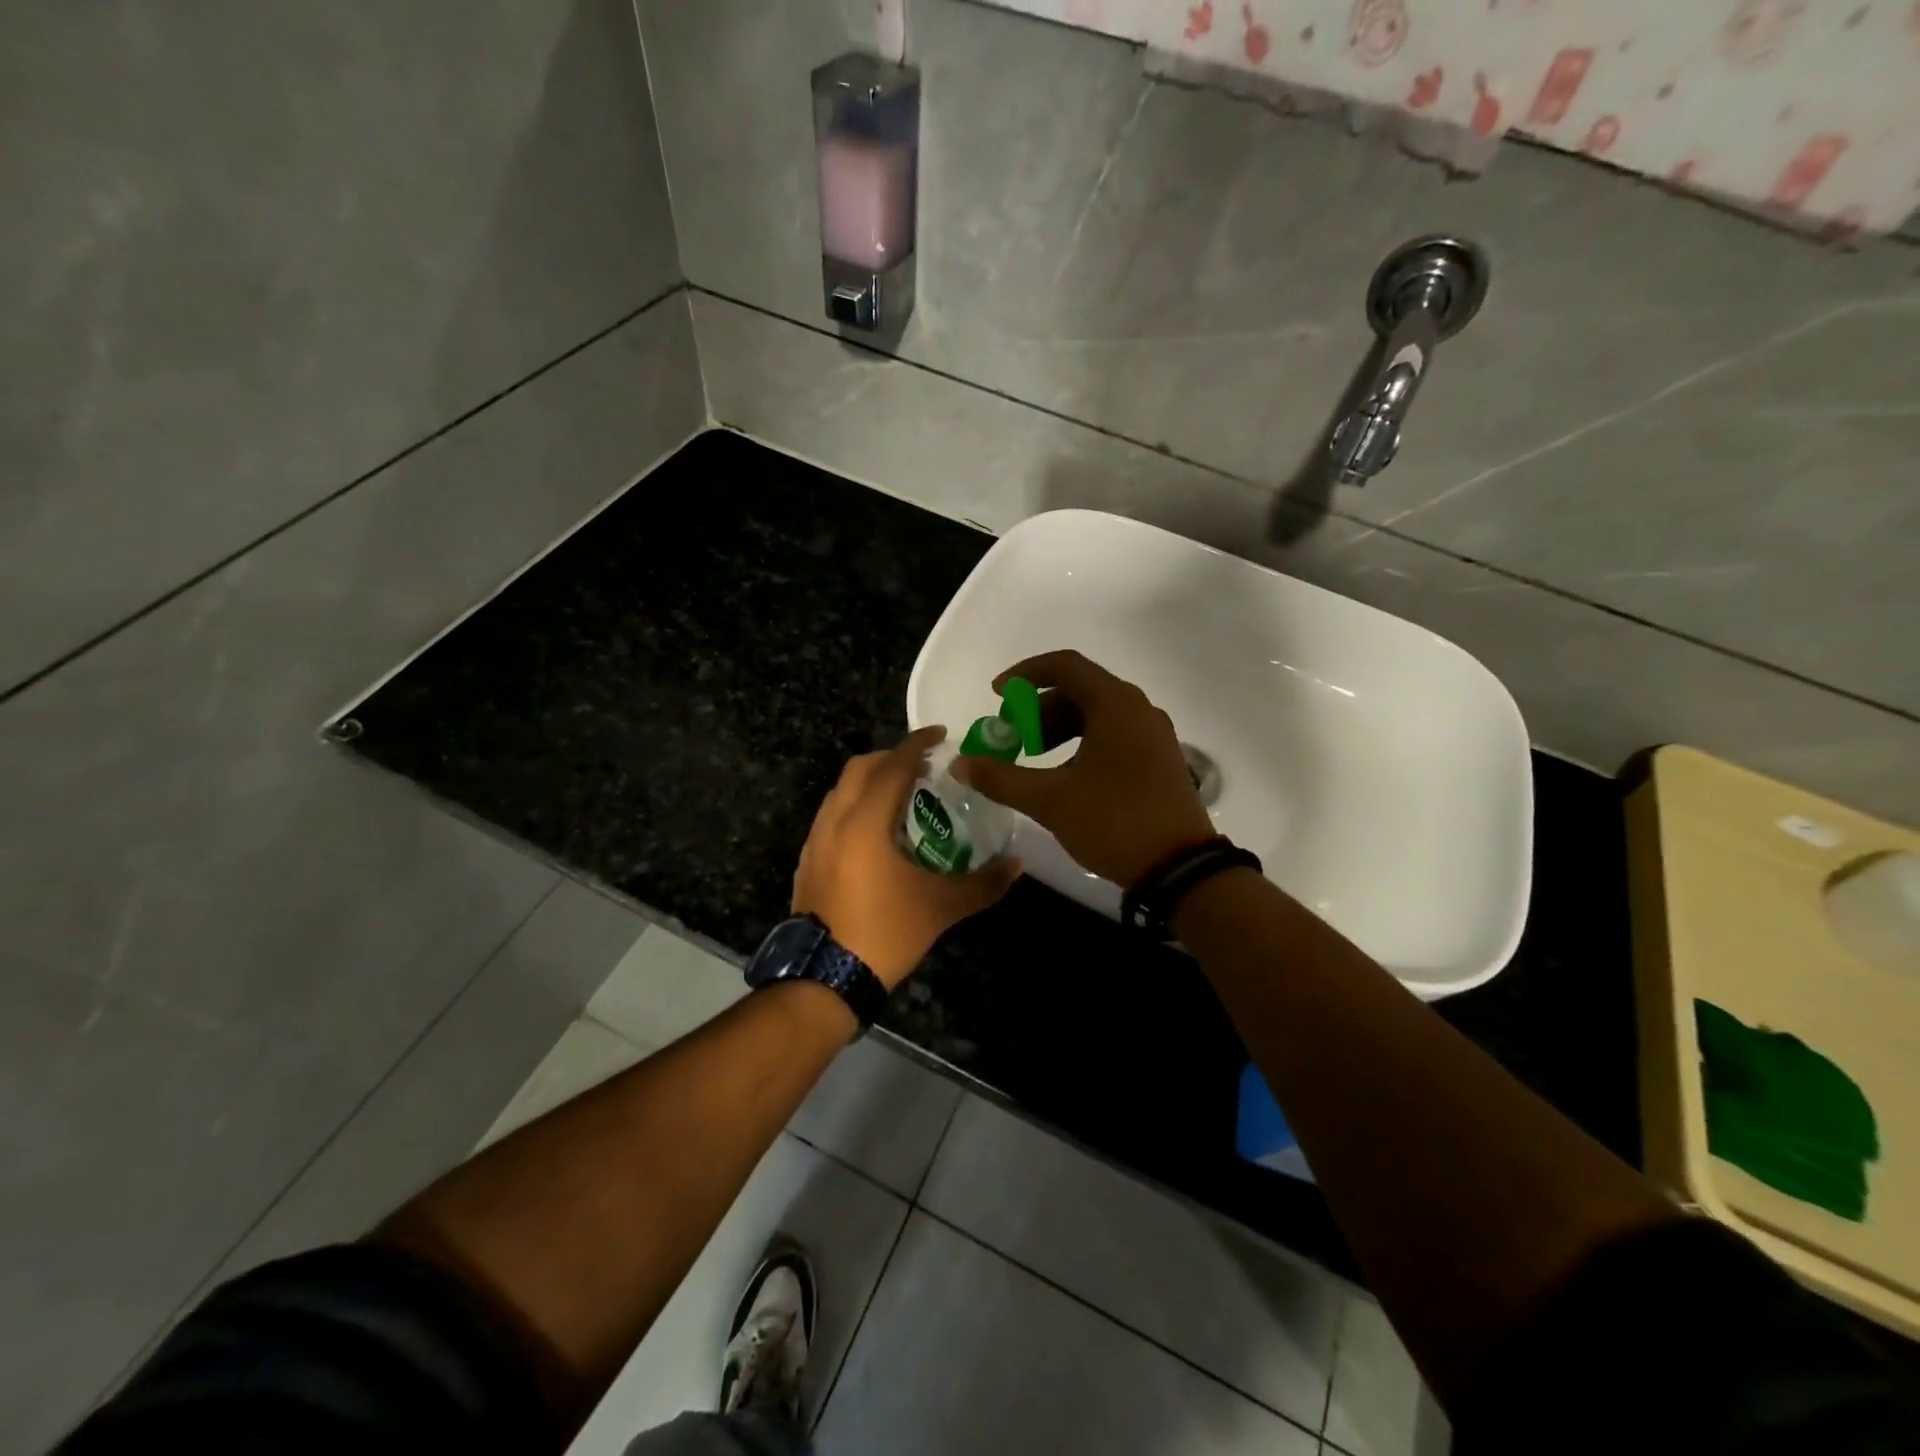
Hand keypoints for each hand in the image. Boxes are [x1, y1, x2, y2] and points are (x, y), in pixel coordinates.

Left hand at [792, 726, 1022, 989]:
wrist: (824, 979)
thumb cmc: (884, 933)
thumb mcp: (940, 907)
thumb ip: (983, 883)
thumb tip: (1018, 865)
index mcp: (866, 822)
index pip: (893, 766)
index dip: (918, 744)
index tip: (941, 734)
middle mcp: (835, 820)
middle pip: (861, 768)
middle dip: (892, 758)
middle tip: (924, 767)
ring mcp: (816, 840)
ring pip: (841, 790)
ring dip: (871, 781)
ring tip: (903, 796)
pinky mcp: (808, 860)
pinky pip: (832, 814)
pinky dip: (856, 805)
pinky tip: (877, 833)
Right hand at [952, 650, 1214, 888]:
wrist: (1179, 867)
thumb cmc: (1113, 821)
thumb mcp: (1049, 800)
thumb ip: (1001, 777)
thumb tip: (960, 764)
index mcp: (1115, 704)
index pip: (1064, 666)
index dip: (1024, 674)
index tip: (997, 696)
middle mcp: (1138, 709)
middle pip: (1079, 690)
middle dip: (1037, 710)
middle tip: (1011, 738)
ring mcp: (1153, 734)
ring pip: (1096, 715)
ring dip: (1058, 729)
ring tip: (1032, 759)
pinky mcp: (1159, 759)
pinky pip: (1113, 734)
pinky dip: (1081, 743)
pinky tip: (1065, 776)